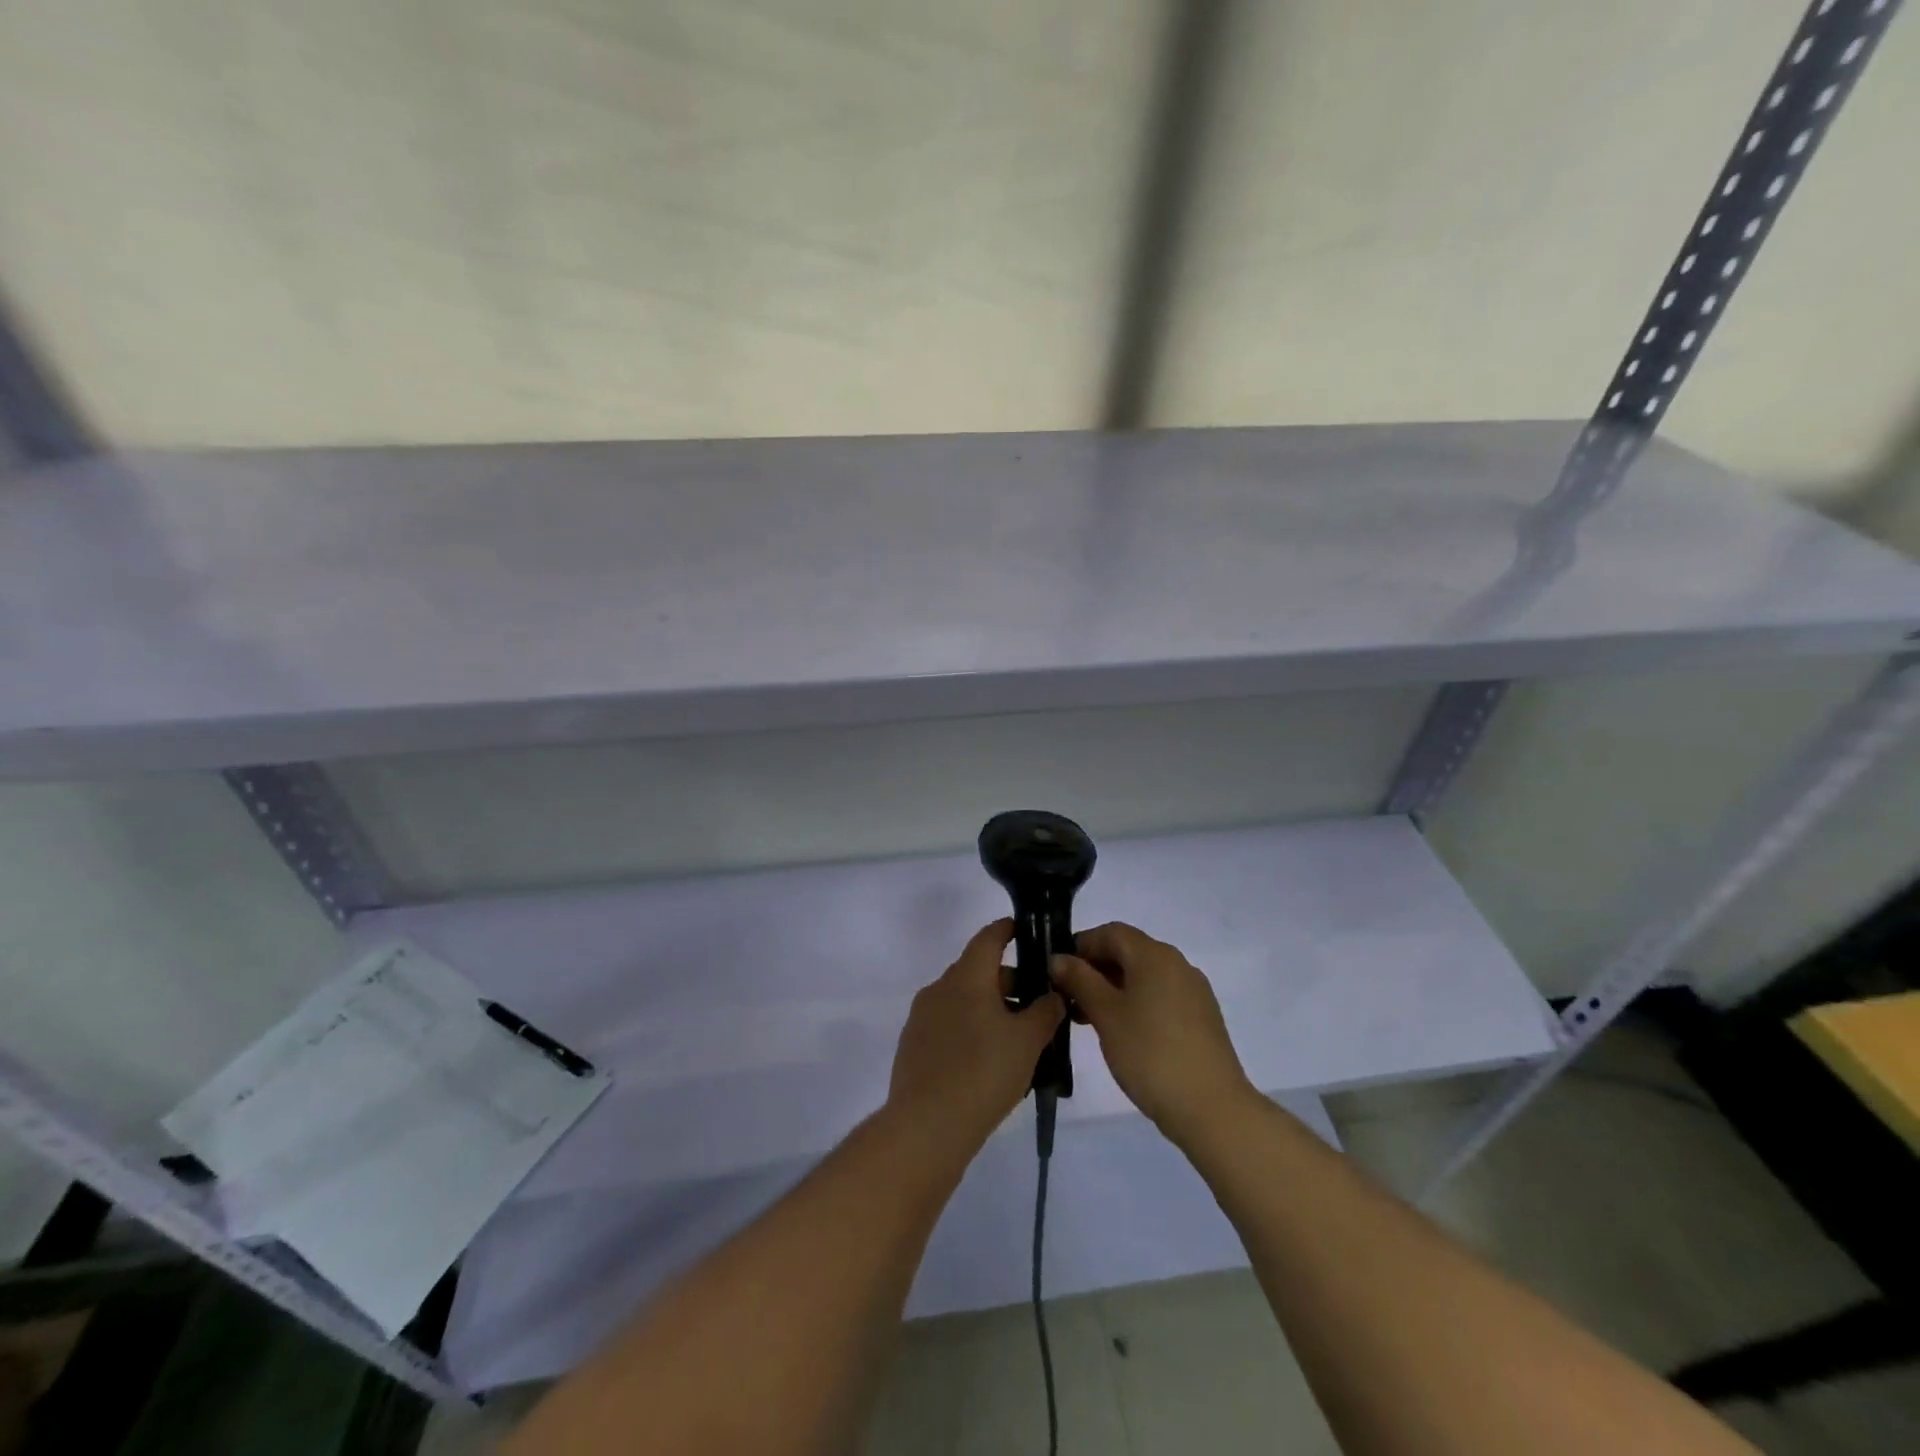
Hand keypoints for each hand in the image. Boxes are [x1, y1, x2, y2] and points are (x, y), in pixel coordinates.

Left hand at [887, 920, 1064, 1155]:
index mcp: (966, 977)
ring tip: (1018, 1037)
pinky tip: (988, 1060)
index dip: (1007, 930)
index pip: (988, 938)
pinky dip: (970, 1029)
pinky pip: (948, 1025)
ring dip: (990, 1008)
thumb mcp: (1028, 1041)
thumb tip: (1053, 994)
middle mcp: (939, 988)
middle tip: (1037, 1004)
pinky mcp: (913, 1046)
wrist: (927, 1126)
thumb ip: (1045, 1011)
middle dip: (1008, 981)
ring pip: (962, 1000)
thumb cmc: (984, 1072)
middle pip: (977, 971)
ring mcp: (922, 1017)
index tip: (1025, 931)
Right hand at [1049, 922, 1256, 1144]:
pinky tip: (1122, 1033)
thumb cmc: (1150, 1054)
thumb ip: (1080, 980)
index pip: (1111, 932)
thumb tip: (1059, 958)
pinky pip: (1160, 996)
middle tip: (1068, 998)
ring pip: (1144, 976)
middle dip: (1095, 969)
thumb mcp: (1106, 1015)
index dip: (1081, 945)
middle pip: (1128, 952)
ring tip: (1088, 1019)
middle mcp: (1177, 964)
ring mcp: (1193, 991)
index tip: (1057, 972)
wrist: (1212, 1109)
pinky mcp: (1201, 1018)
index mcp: (1154, 955)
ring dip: (1113, 988)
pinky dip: (1135, 1003)